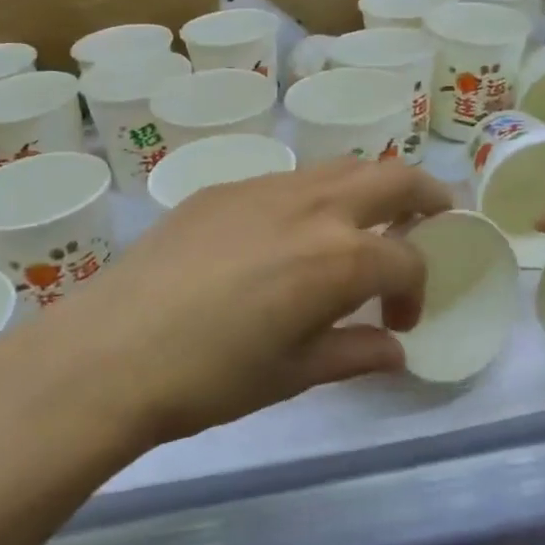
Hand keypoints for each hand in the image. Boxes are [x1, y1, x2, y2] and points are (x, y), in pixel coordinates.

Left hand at [41, 160, 453, 444]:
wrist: (111, 351)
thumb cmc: (210, 377)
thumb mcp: (293, 374)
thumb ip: (354, 352)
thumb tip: (395, 349)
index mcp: (340, 256)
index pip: (408, 259)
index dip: (417, 291)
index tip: (398, 323)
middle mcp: (312, 206)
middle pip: (393, 177)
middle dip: (427, 197)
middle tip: (433, 222)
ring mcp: (264, 188)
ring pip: (339, 167)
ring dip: (368, 190)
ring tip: (362, 226)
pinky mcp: (222, 188)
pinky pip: (287, 180)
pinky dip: (312, 197)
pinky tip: (287, 236)